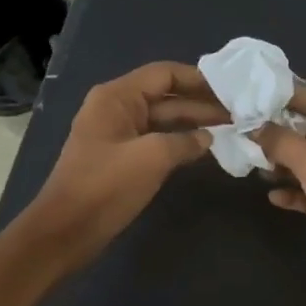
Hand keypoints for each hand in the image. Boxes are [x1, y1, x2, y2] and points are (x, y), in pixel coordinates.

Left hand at [23, 62, 224, 268]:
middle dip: (200, 103)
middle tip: (238, 113)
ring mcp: (118, 134)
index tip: (230, 89)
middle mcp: (116, 108)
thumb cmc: (106, 186)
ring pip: (163, 120)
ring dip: (193, 123)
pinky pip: (156, 140)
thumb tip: (208, 138)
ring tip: (230, 129)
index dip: (198, 79)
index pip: (164, 74)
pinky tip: (205, 148)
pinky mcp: (121, 158)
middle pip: (165, 96)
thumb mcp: (151, 157)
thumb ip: (185, 141)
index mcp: (117, 97)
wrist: (67, 230)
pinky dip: (180, 141)